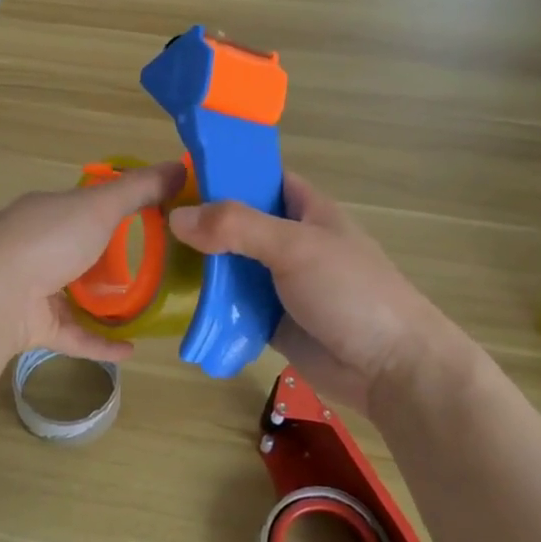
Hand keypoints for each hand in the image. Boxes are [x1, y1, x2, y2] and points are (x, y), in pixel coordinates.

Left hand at [0, 158, 187, 361]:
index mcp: (47, 212)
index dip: (116, 208)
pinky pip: (75, 335)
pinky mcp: (36, 327)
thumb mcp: (99, 206)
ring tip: (147, 308)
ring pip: (75, 295)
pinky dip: (101, 342)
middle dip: (113, 259)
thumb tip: (182, 166)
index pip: (84, 205)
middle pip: (80, 250)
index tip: (154, 217)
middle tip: (158, 268)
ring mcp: (33, 289)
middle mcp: (37, 248)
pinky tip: (131, 349)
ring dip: (107, 303)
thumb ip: (140, 189)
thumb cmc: (48, 240)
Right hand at [168, 173, 473, 414]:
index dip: (224, 172)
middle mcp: (290, 241)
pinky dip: (210, 304)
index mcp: (305, 210)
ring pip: (231, 265)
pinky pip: (233, 305)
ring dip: (201, 266)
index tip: (177, 175)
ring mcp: (280, 282)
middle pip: (237, 223)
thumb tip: (176, 217)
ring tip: (152, 260)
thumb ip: (236, 227)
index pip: (260, 178)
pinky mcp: (271, 319)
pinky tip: (176, 301)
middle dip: (200, 223)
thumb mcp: (295, 246)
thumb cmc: (350, 292)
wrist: (390, 369)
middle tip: (151, 222)